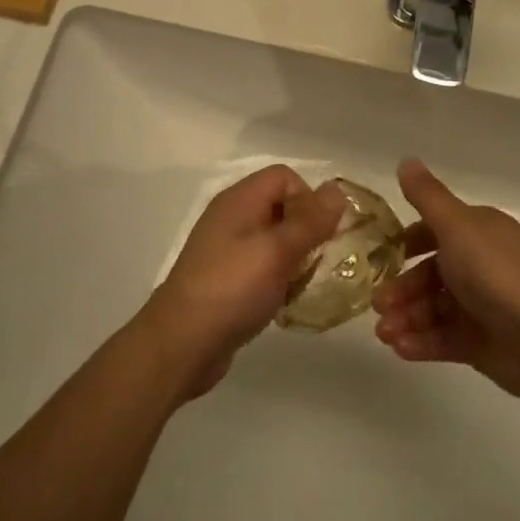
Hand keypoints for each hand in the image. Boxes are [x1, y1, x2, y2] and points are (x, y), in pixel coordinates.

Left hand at [138, 165, 346, 396]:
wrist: (182, 342)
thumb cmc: (233, 288)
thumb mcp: (278, 251)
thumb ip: (310, 220)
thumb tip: (336, 190)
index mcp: (240, 200)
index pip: (285, 177)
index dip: (308, 198)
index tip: (320, 234)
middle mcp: (232, 217)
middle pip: (281, 206)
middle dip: (306, 231)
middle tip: (315, 262)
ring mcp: (226, 248)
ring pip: (274, 239)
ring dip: (294, 258)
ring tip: (301, 285)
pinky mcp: (226, 277)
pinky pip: (262, 265)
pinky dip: (278, 277)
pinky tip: (284, 300)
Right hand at [373, 159, 519, 402]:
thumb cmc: (497, 274)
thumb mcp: (457, 226)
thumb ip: (427, 196)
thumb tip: (406, 160)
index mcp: (480, 232)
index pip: (436, 231)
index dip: (407, 242)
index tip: (380, 256)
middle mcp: (481, 264)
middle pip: (430, 274)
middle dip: (402, 288)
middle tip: (378, 305)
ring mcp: (482, 306)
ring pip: (433, 308)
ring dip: (406, 318)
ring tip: (385, 334)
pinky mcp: (482, 342)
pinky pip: (444, 338)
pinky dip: (421, 342)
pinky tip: (401, 349)